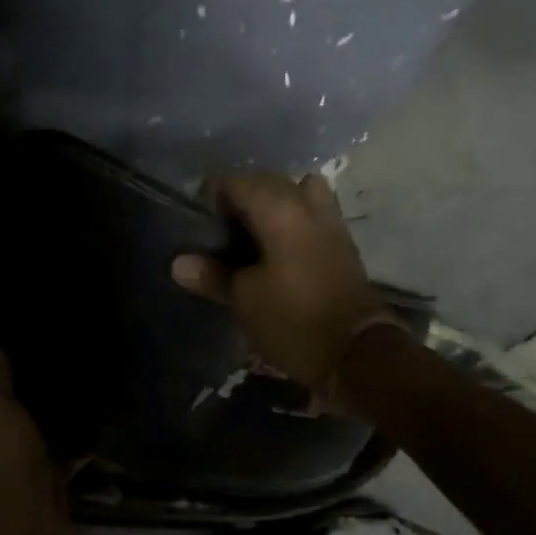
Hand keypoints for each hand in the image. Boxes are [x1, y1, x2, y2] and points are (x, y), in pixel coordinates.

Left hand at [0, 346, 77, 534]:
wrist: (26, 531)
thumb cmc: (4, 461)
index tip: (12, 344)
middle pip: (6, 413)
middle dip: (25, 393)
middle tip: (55, 357)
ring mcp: (20, 468)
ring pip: (36, 435)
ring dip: (52, 418)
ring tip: (81, 381)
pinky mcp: (49, 486)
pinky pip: (63, 458)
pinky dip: (77, 446)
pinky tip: (99, 421)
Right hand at [171, 173, 394, 395]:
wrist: (356, 352)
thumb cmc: (293, 321)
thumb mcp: (244, 300)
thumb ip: (212, 275)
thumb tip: (179, 263)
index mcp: (279, 210)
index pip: (236, 182)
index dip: (212, 195)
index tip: (198, 221)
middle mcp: (307, 205)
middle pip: (268, 181)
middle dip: (241, 196)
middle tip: (220, 230)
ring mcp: (330, 221)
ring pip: (297, 191)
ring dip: (273, 203)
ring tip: (253, 234)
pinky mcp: (342, 242)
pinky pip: (312, 211)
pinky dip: (292, 218)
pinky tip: (277, 249)